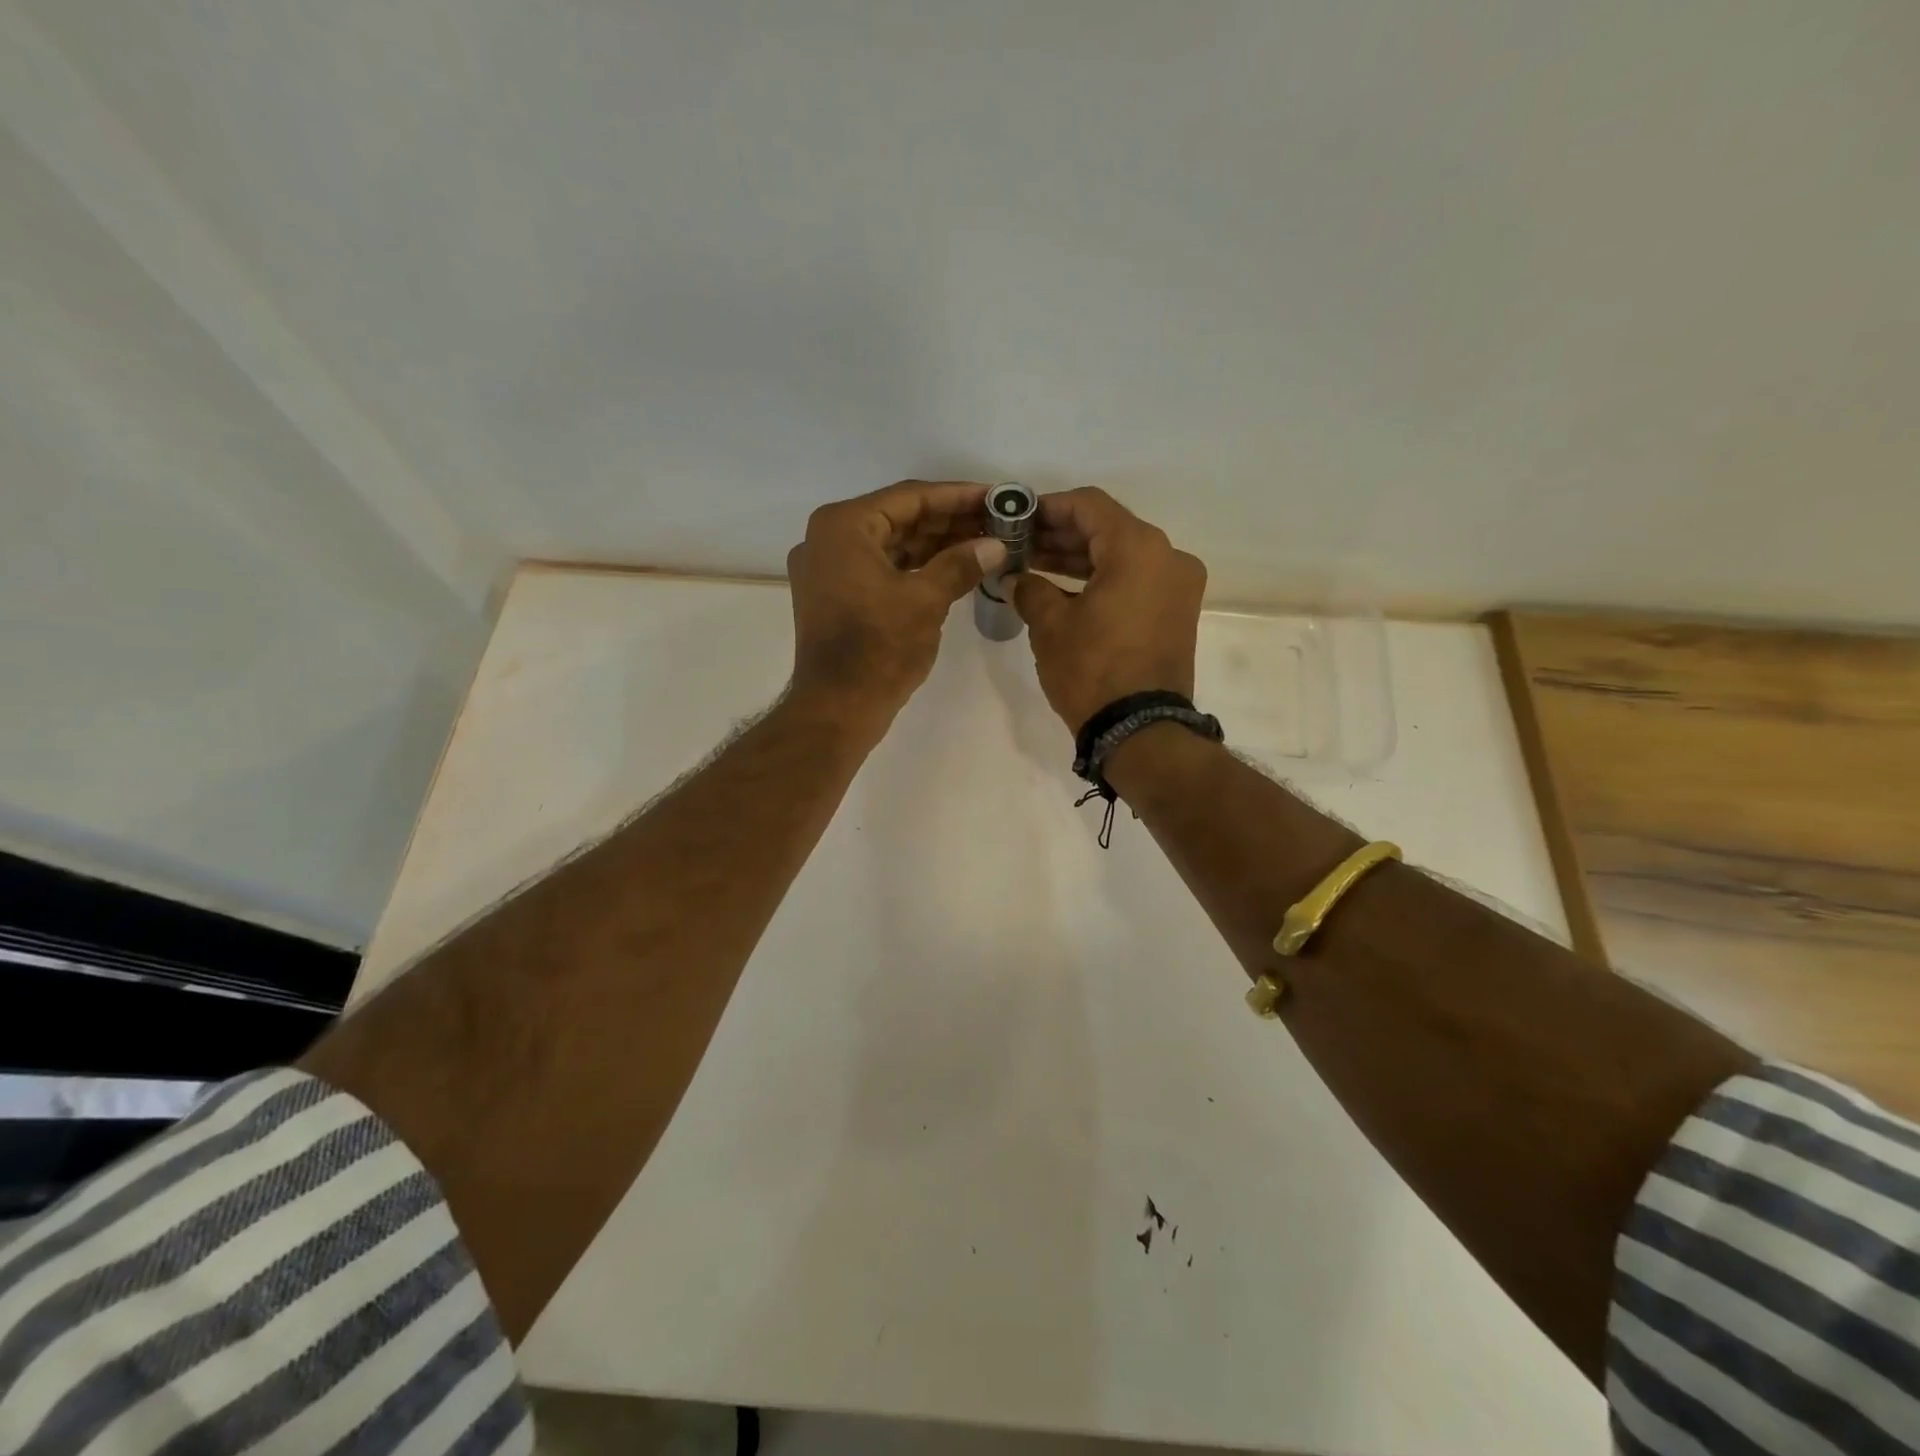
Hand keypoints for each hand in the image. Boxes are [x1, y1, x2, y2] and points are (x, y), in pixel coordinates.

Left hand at [787, 481, 1007, 725]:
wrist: (836, 708)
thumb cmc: (879, 649)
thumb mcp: (926, 600)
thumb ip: (961, 564)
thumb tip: (996, 545)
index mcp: (843, 526)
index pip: (910, 497)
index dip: (957, 496)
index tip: (995, 497)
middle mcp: (828, 538)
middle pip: (899, 518)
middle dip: (948, 522)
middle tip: (996, 521)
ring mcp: (828, 568)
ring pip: (890, 544)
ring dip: (934, 544)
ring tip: (983, 543)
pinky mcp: (834, 595)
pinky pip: (880, 568)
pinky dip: (914, 567)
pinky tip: (953, 567)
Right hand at [1015, 488, 1206, 731]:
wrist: (1140, 730)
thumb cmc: (1092, 670)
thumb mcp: (1050, 625)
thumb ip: (1030, 588)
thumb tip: (1017, 577)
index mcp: (1139, 548)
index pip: (1089, 506)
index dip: (1048, 507)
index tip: (1018, 518)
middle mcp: (1168, 557)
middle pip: (1108, 529)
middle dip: (1061, 535)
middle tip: (1020, 544)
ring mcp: (1178, 586)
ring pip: (1122, 556)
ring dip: (1080, 559)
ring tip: (1034, 566)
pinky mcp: (1177, 613)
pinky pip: (1136, 581)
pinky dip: (1103, 580)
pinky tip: (1064, 589)